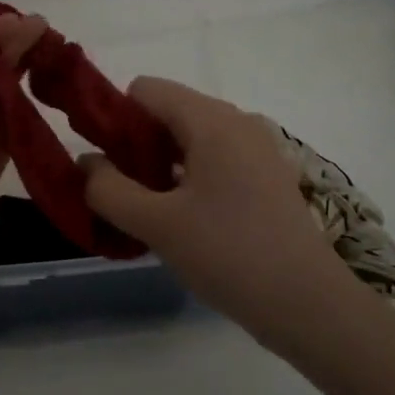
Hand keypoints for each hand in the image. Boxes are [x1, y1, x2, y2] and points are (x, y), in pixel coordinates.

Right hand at [80, 77, 356, 345]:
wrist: (309, 305)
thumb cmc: (229, 254)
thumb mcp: (157, 224)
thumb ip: (109, 189)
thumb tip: (85, 163)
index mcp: (212, 120)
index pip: (145, 90)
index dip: (113, 118)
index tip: (101, 163)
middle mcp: (236, 122)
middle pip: (167, 112)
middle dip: (135, 146)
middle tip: (121, 193)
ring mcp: (256, 149)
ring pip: (189, 139)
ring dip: (159, 166)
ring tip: (146, 211)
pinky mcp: (265, 177)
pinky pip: (213, 160)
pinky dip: (187, 178)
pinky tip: (180, 220)